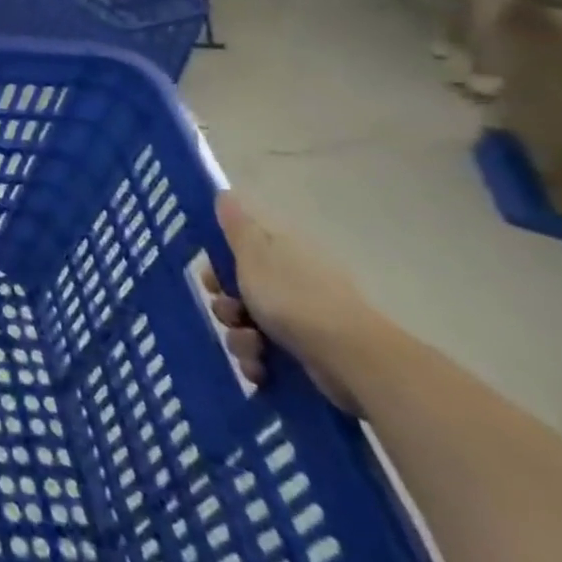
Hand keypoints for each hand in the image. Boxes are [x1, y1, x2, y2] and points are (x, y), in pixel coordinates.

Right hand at [201, 193, 377, 413]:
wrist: (350, 358)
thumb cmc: (294, 298)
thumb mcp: (254, 255)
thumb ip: (236, 227)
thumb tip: (224, 191)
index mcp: (280, 254)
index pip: (238, 253)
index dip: (218, 267)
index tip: (211, 280)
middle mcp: (290, 283)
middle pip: (239, 292)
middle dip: (226, 307)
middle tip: (231, 314)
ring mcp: (301, 320)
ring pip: (248, 326)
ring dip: (240, 339)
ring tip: (252, 349)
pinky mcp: (307, 355)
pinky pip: (266, 356)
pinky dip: (259, 363)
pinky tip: (262, 370)